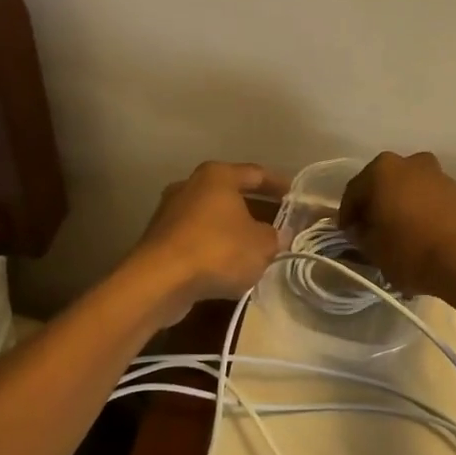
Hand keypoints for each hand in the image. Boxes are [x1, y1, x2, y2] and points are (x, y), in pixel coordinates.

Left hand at [128, 162, 286, 324]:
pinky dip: (215, 246)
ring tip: (257, 247)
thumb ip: (276, 236)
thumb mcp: (261, 245)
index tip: (296, 196)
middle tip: (279, 224)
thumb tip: (280, 235)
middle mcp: (191, 185)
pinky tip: (230, 264)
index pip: (256, 173)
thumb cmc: (218, 250)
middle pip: (231, 194)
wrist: (160, 281)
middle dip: (256, 209)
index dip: (279, 184)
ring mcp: (171, 211)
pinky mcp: (160, 239)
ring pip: (213, 217)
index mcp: (217, 175)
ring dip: (234, 230)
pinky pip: (197, 237)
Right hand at [339, 151, 455, 298]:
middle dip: (375, 206)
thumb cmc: (409, 249)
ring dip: (399, 207)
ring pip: (408, 190)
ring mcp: (437, 174)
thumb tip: (360, 229)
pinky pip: (428, 200)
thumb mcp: (372, 248)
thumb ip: (360, 235)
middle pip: (383, 185)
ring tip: (396, 235)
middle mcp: (409, 162)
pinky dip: (420, 212)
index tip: (346, 234)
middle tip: (369, 231)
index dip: (347, 215)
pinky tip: (418, 235)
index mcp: (381, 169)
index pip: (354, 191)